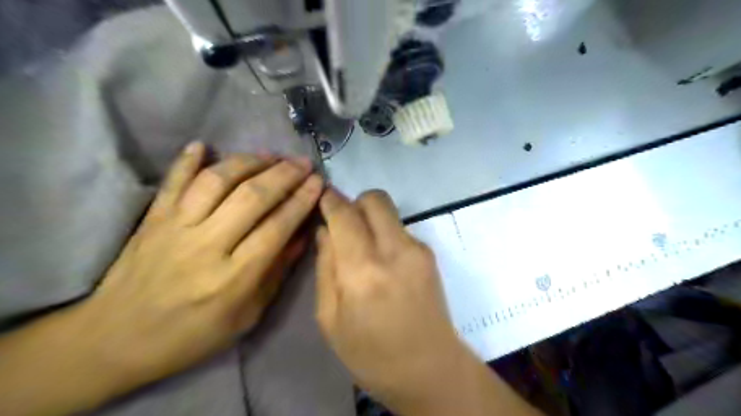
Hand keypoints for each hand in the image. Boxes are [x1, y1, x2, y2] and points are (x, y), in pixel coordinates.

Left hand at [81, 142, 323, 385]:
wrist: (116, 340)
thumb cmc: (192, 335)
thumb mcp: (247, 316)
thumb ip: (276, 272)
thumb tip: (302, 235)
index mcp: (233, 278)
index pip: (277, 227)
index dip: (301, 200)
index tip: (318, 182)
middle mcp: (206, 246)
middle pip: (252, 197)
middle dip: (284, 175)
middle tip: (303, 163)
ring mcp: (175, 228)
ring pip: (217, 181)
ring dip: (248, 162)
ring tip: (270, 155)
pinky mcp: (152, 219)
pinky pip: (172, 181)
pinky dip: (187, 159)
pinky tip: (204, 145)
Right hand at [313, 190, 467, 411]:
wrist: (429, 368)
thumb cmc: (370, 353)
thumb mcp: (330, 318)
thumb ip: (325, 267)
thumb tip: (325, 230)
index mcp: (363, 272)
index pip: (344, 216)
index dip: (331, 200)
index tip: (323, 196)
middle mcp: (394, 251)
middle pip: (375, 199)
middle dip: (355, 203)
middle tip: (344, 225)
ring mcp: (418, 250)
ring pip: (389, 212)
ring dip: (371, 220)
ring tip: (363, 250)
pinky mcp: (430, 254)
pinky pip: (400, 229)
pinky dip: (385, 235)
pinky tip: (384, 264)